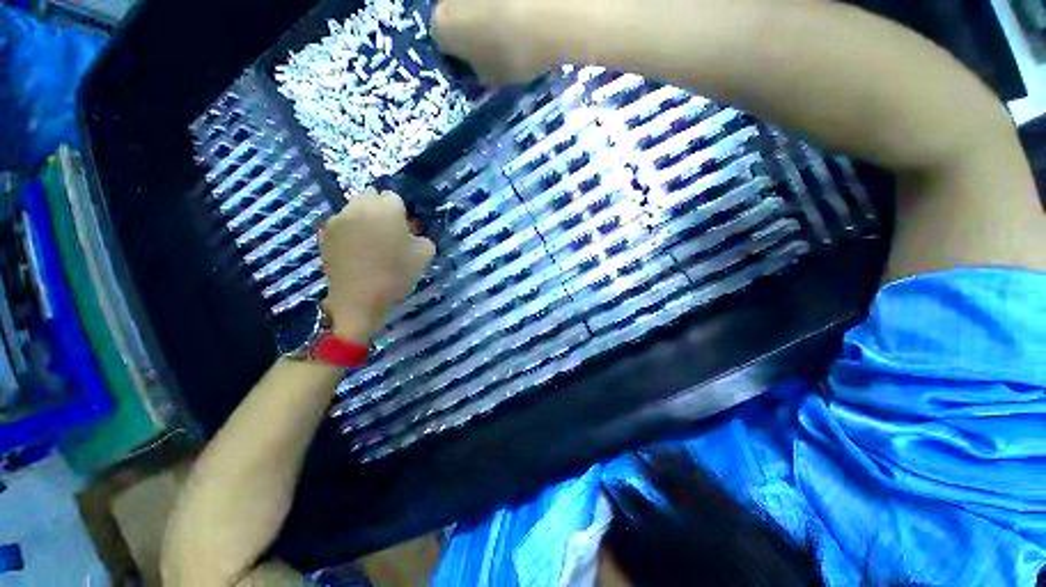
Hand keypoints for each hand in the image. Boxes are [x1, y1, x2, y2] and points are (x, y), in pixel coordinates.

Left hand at [319, 190, 435, 341]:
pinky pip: (342, 222)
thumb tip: (413, 231)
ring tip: (370, 241)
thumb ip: (423, 236)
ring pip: (354, 207)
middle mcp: (359, 206)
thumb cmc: (395, 275)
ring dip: (364, 217)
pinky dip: (350, 229)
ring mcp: (338, 218)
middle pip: (371, 195)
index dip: (401, 212)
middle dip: (380, 208)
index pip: (394, 197)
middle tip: (388, 231)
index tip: (405, 229)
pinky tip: (356, 249)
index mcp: (386, 208)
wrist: (358, 299)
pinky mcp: (324, 232)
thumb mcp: (424, 255)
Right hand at [433, 0, 551, 84]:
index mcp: (442, 28)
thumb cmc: (514, 56)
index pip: (442, 43)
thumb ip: (480, 72)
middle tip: (494, 43)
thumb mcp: (494, 79)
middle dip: (470, 28)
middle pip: (454, 15)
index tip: (476, 63)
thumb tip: (480, 66)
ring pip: (473, 1)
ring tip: (511, 24)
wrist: (546, 14)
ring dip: (485, 11)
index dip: (459, 55)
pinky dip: (506, 4)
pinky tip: (521, 10)